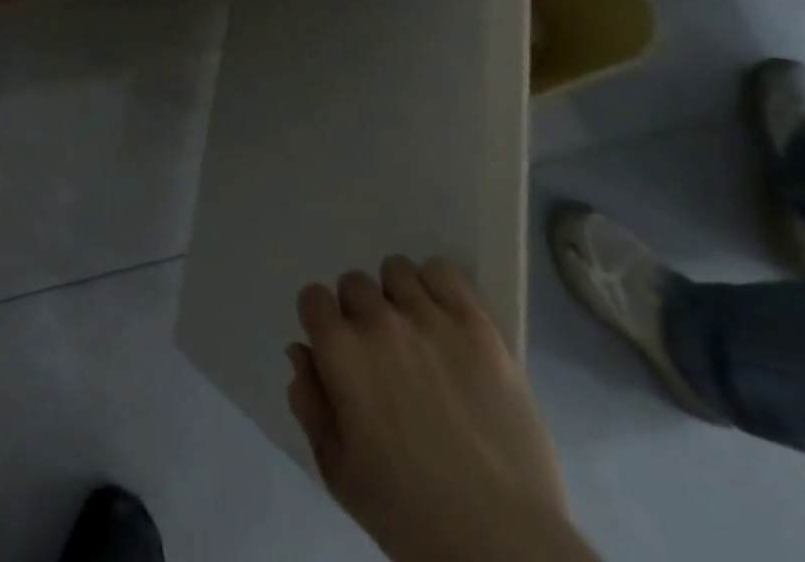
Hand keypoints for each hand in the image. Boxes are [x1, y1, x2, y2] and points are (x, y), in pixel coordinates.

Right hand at [287, 258, 574, 561]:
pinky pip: (444, 271)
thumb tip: (301, 352)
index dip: (322, 324)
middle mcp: (378, 322)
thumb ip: (309, 404)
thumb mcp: (339, 472)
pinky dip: (437, 286)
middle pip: (354, 283)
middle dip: (360, 313)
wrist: (503, 546)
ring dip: (398, 297)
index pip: (313, 298)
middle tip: (382, 354)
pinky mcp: (477, 327)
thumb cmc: (410, 517)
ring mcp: (430, 320)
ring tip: (417, 334)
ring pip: (396, 271)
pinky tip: (444, 319)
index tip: (339, 353)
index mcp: (340, 352)